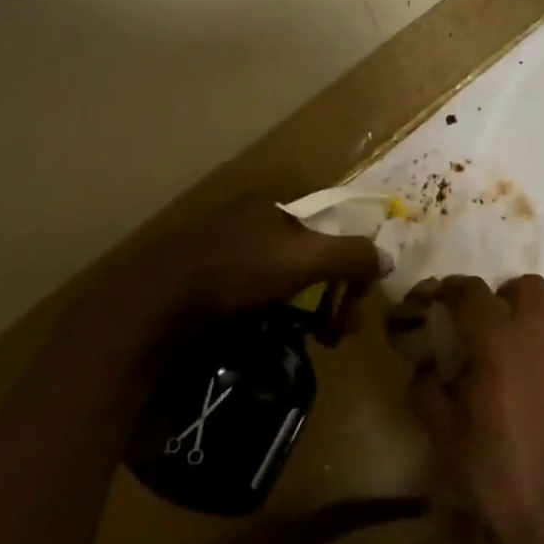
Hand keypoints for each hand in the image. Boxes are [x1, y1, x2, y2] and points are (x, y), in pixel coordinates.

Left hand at [170, 196, 386, 318]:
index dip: (353, 257)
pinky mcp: (212, 287)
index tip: (360, 294)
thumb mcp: (306, 257)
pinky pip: (263, 299)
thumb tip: (387, 261)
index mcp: (276, 203)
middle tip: (342, 329)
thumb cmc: (238, 269)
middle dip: (337, 291)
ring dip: (313, 309)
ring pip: (290, 281)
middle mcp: (255, 223)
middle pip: (314, 255)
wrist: (156, 308)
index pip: (333, 223)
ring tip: (319, 340)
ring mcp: (231, 255)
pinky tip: (282, 339)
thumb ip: (352, 255)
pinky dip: (281, 318)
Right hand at [408, 275, 543, 543]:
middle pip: (528, 286)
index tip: (444, 297)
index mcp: (497, 341)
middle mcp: (540, 334)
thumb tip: (422, 374)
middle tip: (495, 321)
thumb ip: (427, 394)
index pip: (473, 293)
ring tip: (536, 339)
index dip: (454, 289)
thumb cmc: (494, 472)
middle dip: (508, 296)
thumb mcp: (445, 436)